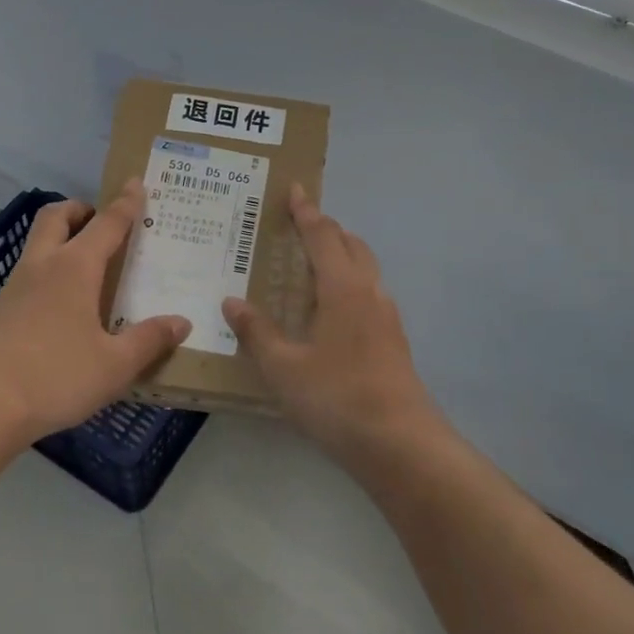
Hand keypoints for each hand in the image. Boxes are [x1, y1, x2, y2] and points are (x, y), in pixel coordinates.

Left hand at [0, 182, 189, 442]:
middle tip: (101, 221)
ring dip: (60, 238)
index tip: (135, 183)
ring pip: (37, 243)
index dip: (125, 203)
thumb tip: (181, 322)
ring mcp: (15, 287)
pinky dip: (48, 270)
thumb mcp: (115, 365)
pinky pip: (28, 273)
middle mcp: (42, 266)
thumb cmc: (57, 377)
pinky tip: (62, 304)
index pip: (106, 224)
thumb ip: (149, 340)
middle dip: (79, 210)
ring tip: (87, 264)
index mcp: (74, 268)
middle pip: (55, 217)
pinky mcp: (0, 311)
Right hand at [222, 185, 442, 460]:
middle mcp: (369, 293)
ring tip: (314, 264)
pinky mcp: (394, 341)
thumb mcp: (284, 368)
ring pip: (366, 269)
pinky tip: (333, 311)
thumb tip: (233, 301)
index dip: (307, 212)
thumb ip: (257, 332)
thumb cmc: (336, 398)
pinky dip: (350, 283)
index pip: (323, 236)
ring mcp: (387, 317)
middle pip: (351, 245)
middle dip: (328, 229)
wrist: (400, 443)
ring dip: (342, 255)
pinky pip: (369, 294)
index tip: (295, 190)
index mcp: (343, 288)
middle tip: (301, 225)